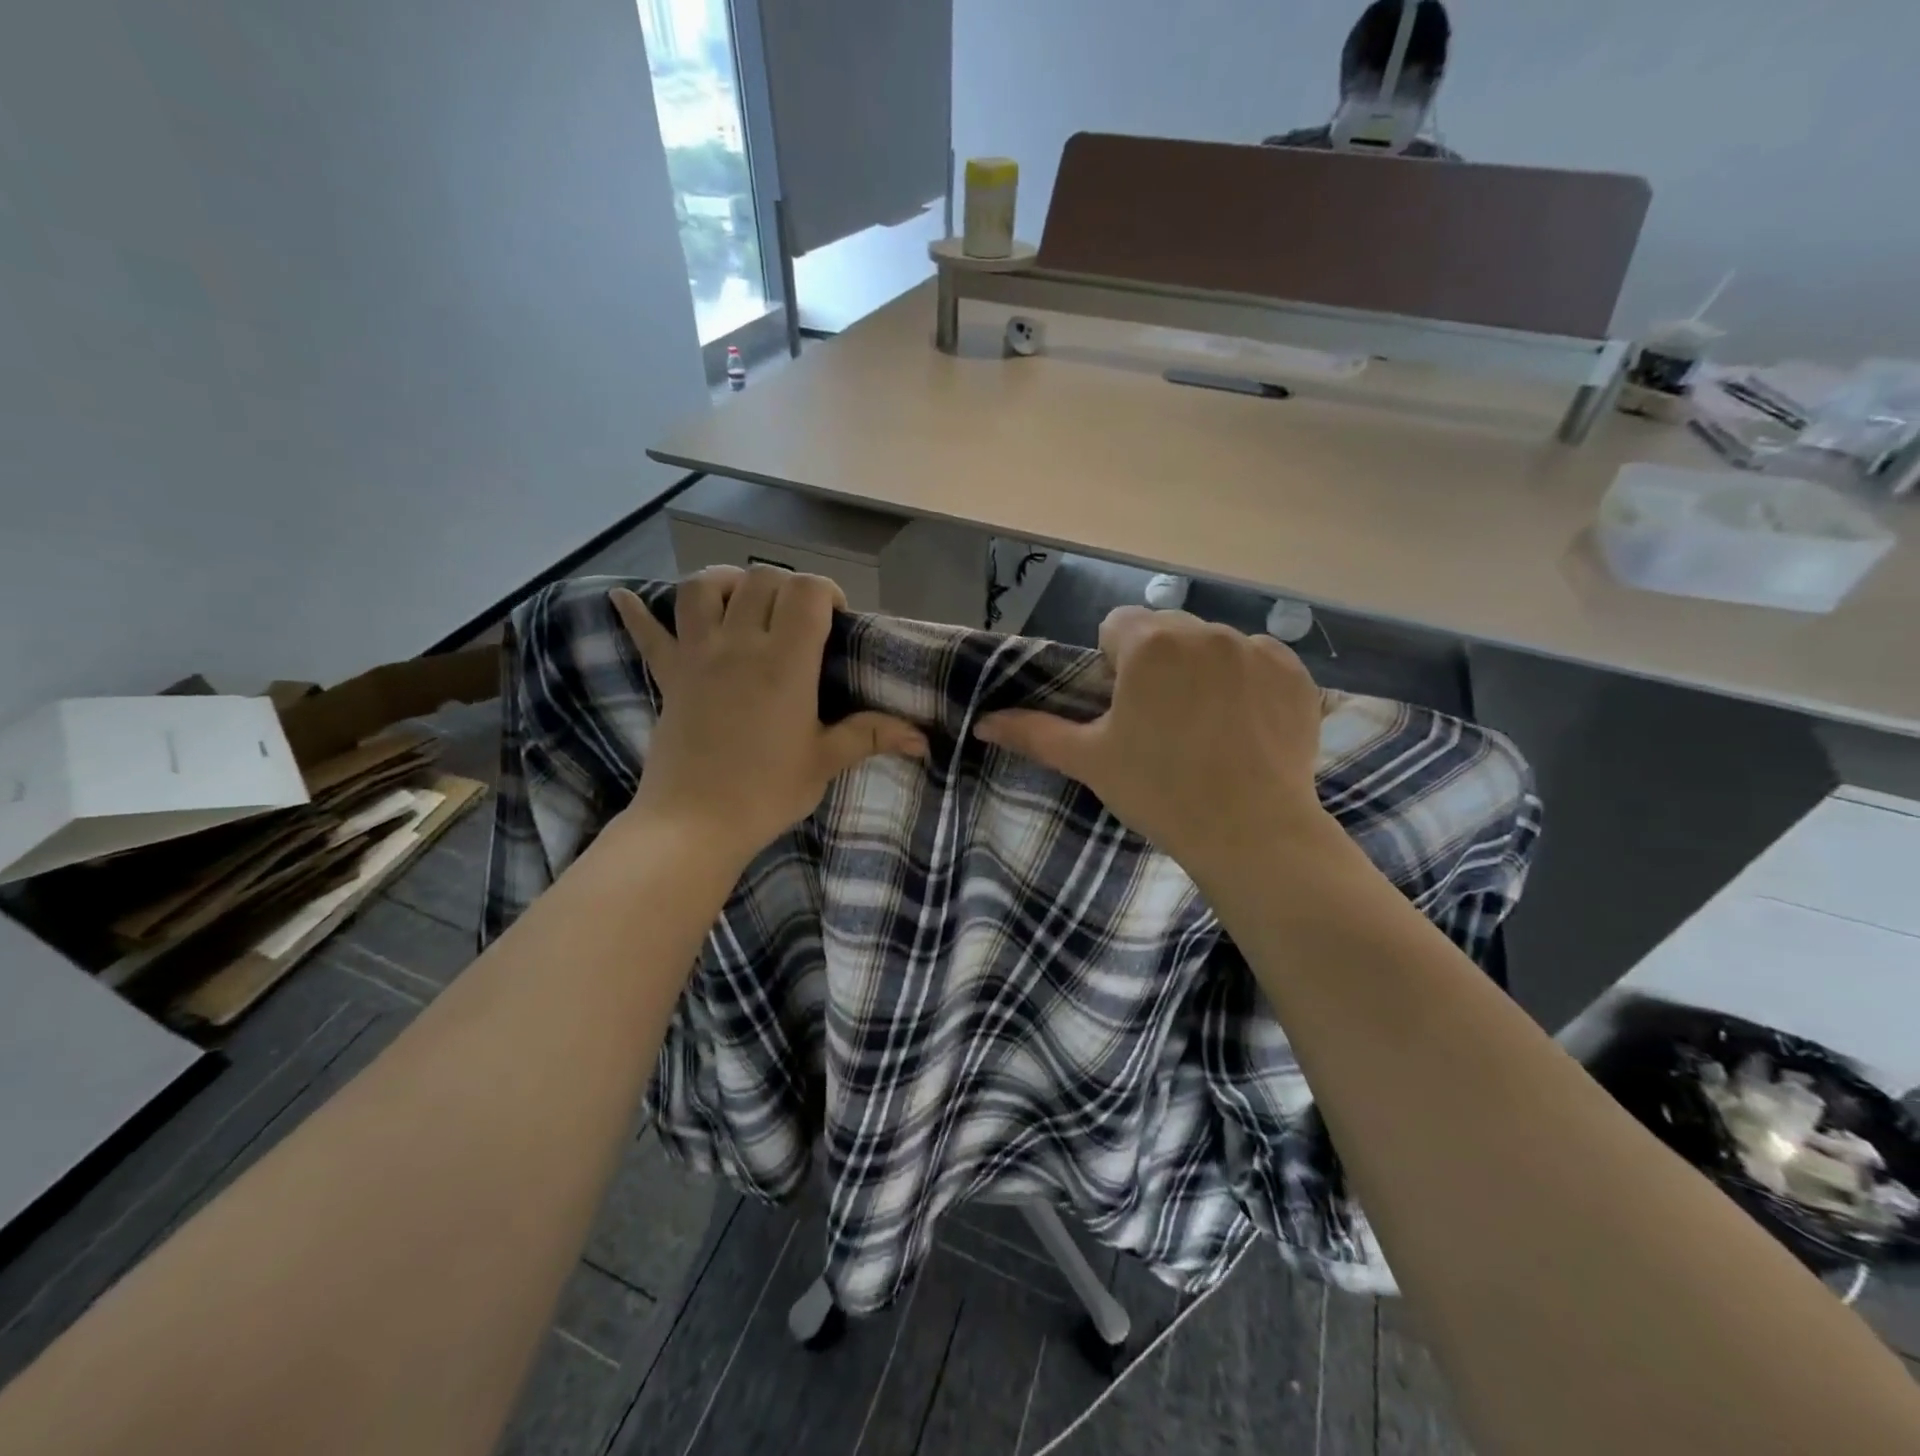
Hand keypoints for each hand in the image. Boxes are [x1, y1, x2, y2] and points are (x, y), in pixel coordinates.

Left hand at [612, 568, 927, 870]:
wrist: (693, 824)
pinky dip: (636, 614)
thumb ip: (870, 736)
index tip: (834, 620)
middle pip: (760, 579)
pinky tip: (624, 598)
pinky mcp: (667, 676)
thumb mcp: (824, 762)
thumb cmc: (765, 792)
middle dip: (786, 587)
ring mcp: (696, 655)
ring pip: (703, 588)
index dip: (825, 591)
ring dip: (727, 584)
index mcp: (784, 662)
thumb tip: (923, 739)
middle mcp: (738, 644)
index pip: (805, 590)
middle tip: (798, 620)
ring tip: (743, 602)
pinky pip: (646, 634)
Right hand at [974, 607, 1327, 878]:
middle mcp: (1204, 631)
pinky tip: (1245, 727)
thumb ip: (1034, 732)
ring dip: (1201, 670)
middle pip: (1166, 631)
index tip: (1124, 708)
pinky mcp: (1295, 674)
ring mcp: (1256, 650)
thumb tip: (983, 722)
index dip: (1114, 664)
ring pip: (1212, 645)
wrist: (1252, 833)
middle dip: (1157, 663)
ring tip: (1206, 728)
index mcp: (1150, 644)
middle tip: (1162, 722)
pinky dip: (1247, 683)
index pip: (1118, 626)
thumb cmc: (1159, 791)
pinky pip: (1258, 662)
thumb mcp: (1089, 760)